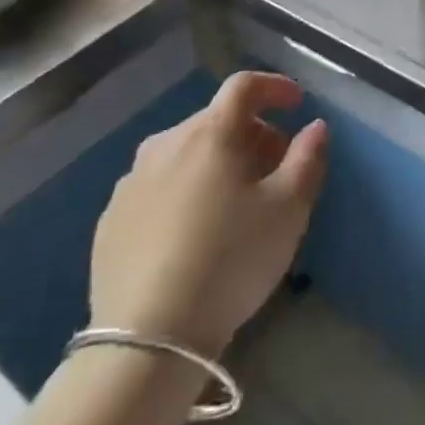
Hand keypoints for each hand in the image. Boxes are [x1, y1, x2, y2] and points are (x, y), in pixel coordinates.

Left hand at [89, 71, 327, 356]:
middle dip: (252, 133)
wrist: (146, 338)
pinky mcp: (110, 220)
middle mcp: (165, 144)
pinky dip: (184, 191)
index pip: (244, 86)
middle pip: (216, 120)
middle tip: (275, 168)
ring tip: (235, 202)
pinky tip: (194, 233)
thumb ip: (307, 158)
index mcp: (210, 133)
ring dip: (217, 162)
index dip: (275, 86)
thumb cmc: (231, 260)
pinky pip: (158, 187)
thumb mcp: (288, 210)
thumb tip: (314, 126)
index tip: (298, 104)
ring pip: (185, 153)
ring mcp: (131, 182)